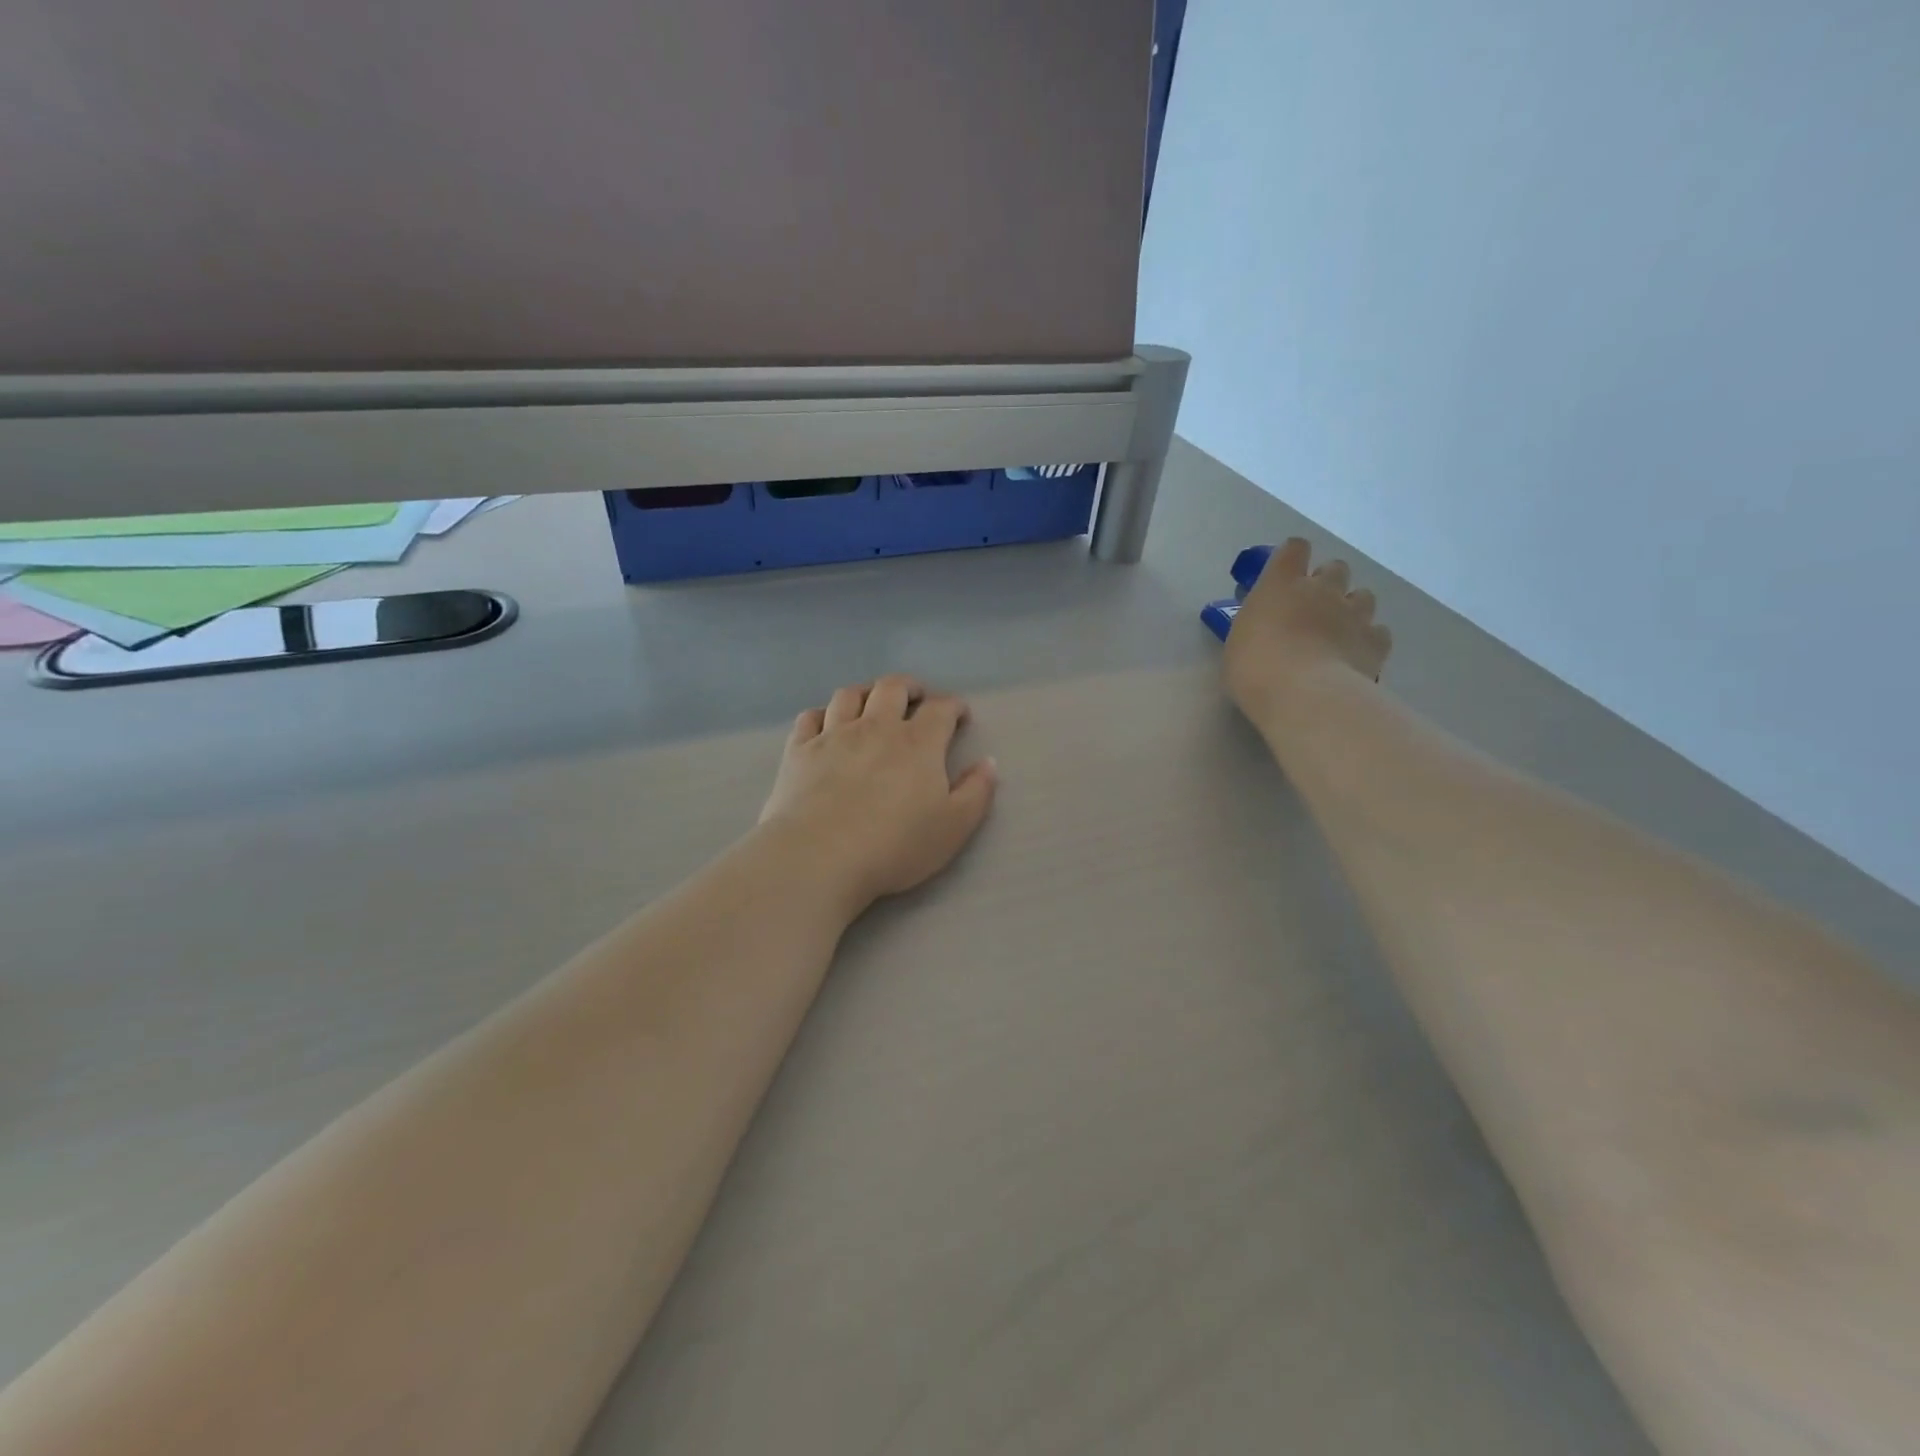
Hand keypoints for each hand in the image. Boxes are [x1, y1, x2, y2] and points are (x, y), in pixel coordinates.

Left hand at [758, 675, 997, 914]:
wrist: (820, 857)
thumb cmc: (895, 845)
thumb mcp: (953, 827)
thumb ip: (976, 792)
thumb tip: (988, 763)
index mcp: (918, 743)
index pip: (941, 709)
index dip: (953, 707)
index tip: (959, 715)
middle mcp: (876, 727)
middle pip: (893, 687)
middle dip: (910, 687)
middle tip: (917, 698)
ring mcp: (833, 735)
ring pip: (849, 695)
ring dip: (866, 693)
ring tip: (872, 703)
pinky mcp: (799, 751)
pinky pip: (810, 717)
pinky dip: (822, 714)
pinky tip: (826, 724)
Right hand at [1224, 538, 1393, 722]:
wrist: (1304, 695)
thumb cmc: (1254, 669)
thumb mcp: (1238, 643)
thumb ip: (1257, 625)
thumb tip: (1266, 627)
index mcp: (1281, 584)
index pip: (1294, 549)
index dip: (1293, 558)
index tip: (1286, 575)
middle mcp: (1322, 589)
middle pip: (1335, 568)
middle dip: (1327, 584)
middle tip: (1311, 610)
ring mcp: (1354, 613)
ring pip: (1363, 596)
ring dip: (1352, 609)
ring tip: (1337, 634)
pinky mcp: (1376, 641)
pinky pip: (1378, 631)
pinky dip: (1368, 639)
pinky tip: (1355, 656)